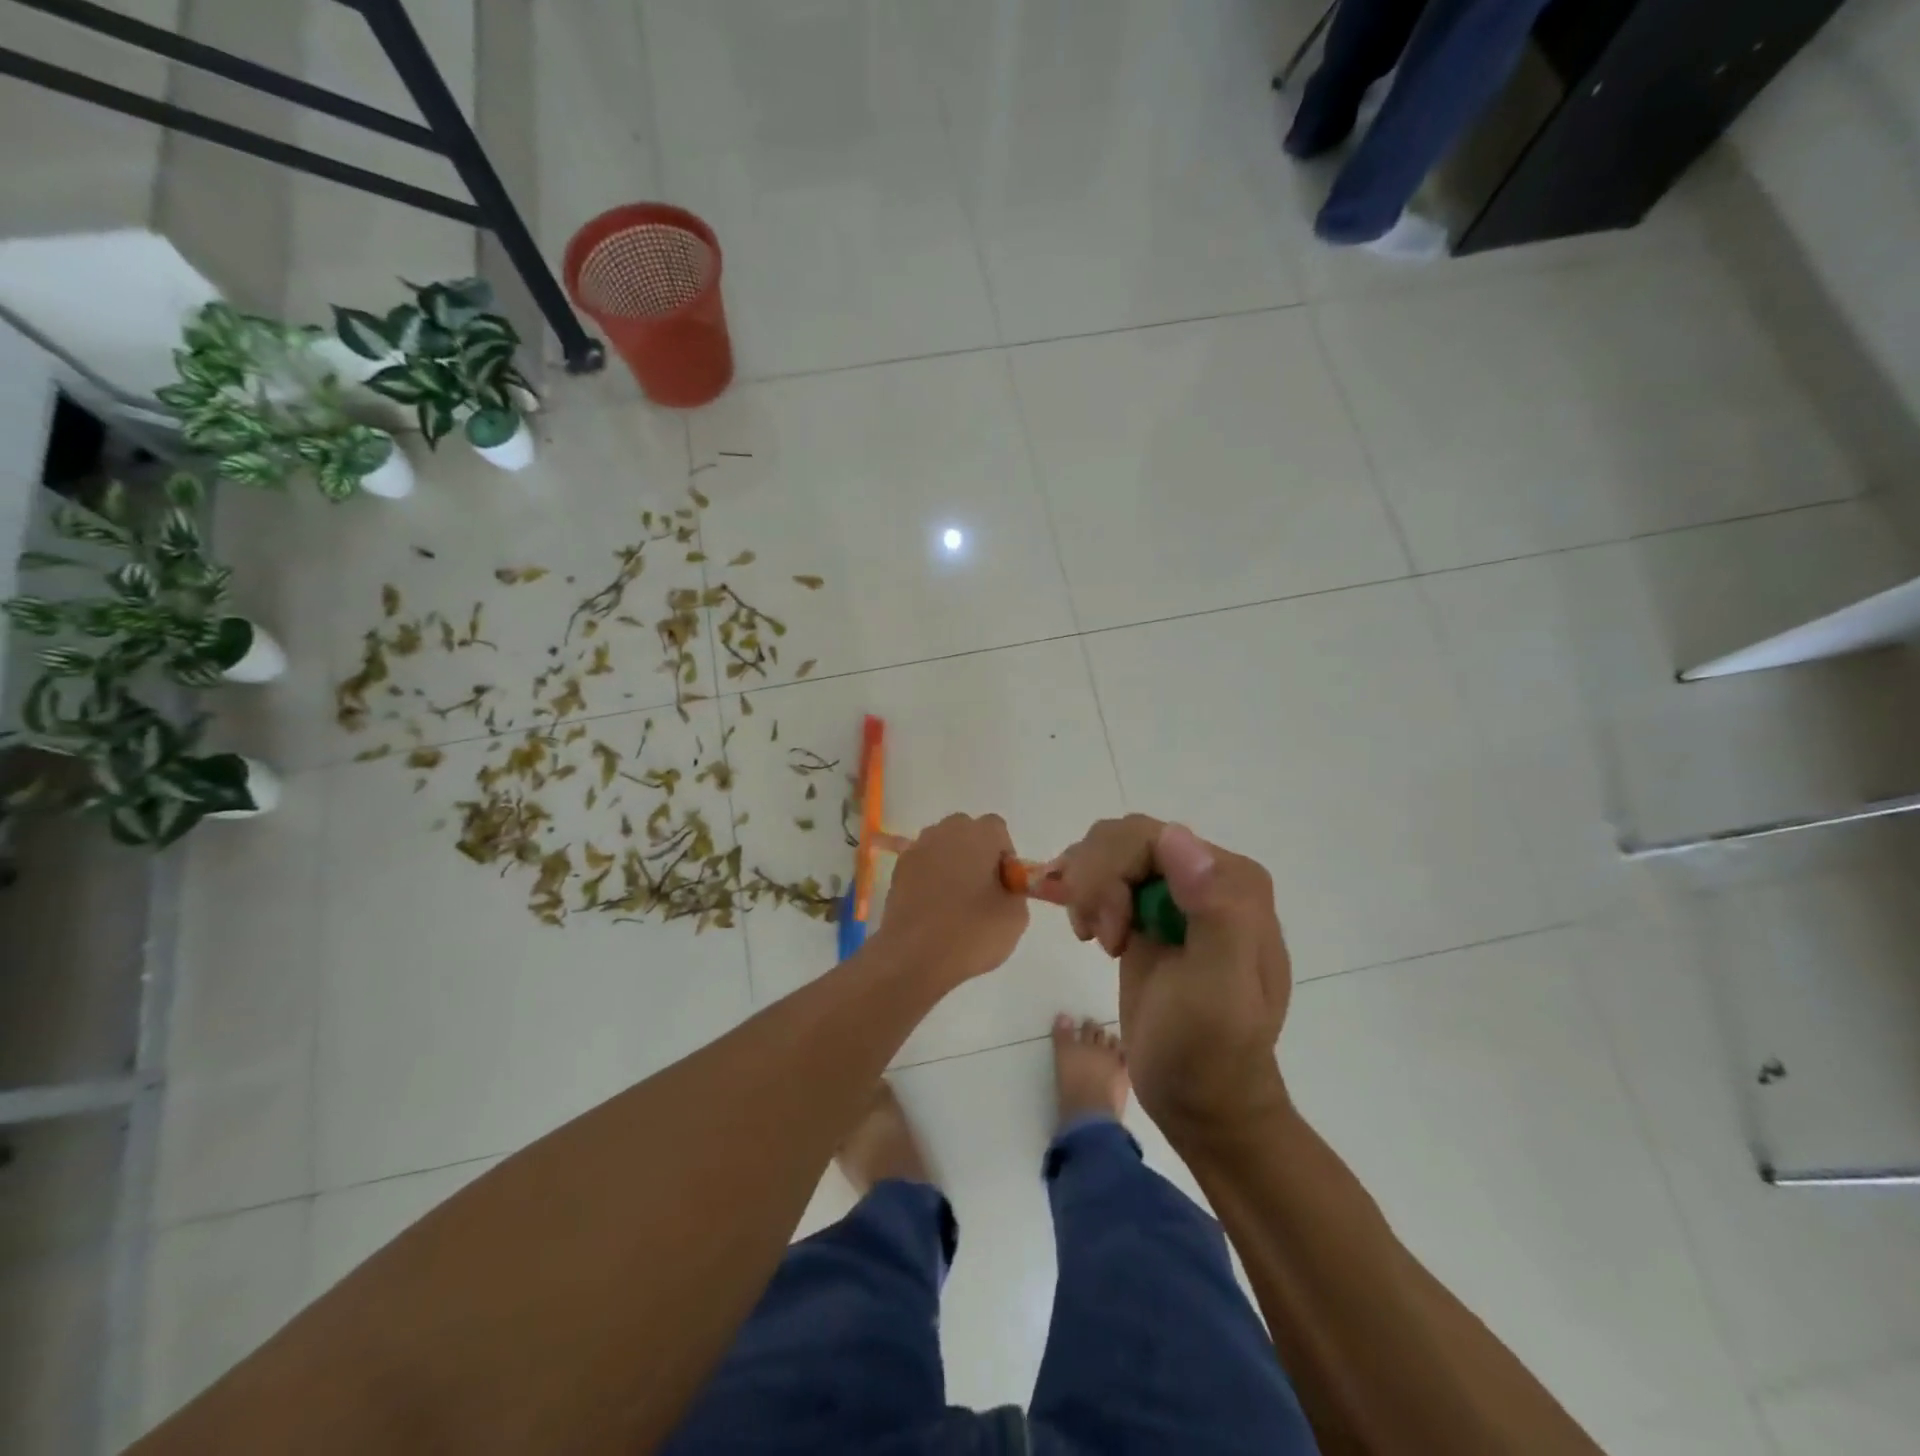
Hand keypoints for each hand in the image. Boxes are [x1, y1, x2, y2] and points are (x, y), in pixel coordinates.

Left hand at [874, 814, 1028, 988]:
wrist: (914, 957)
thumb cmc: (971, 932)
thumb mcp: (1015, 917)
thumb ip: (1015, 892)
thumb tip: (1003, 889)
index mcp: (978, 834)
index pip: (997, 829)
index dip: (1004, 855)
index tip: (1004, 884)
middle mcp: (945, 832)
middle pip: (966, 832)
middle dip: (976, 853)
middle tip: (982, 890)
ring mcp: (917, 849)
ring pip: (942, 846)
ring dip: (951, 864)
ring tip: (954, 902)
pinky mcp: (897, 870)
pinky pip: (922, 865)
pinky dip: (929, 878)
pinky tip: (933, 909)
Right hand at [1051, 816, 1291, 1137]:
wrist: (1200, 1101)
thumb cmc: (1209, 1051)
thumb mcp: (1217, 990)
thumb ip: (1213, 911)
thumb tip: (1177, 836)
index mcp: (1232, 881)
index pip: (1151, 837)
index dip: (1114, 877)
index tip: (1111, 938)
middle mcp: (1206, 874)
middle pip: (1123, 837)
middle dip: (1097, 883)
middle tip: (1100, 939)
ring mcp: (1175, 890)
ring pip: (1107, 847)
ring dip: (1086, 888)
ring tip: (1093, 937)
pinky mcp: (1147, 910)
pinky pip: (1103, 870)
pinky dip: (1082, 892)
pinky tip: (1088, 931)